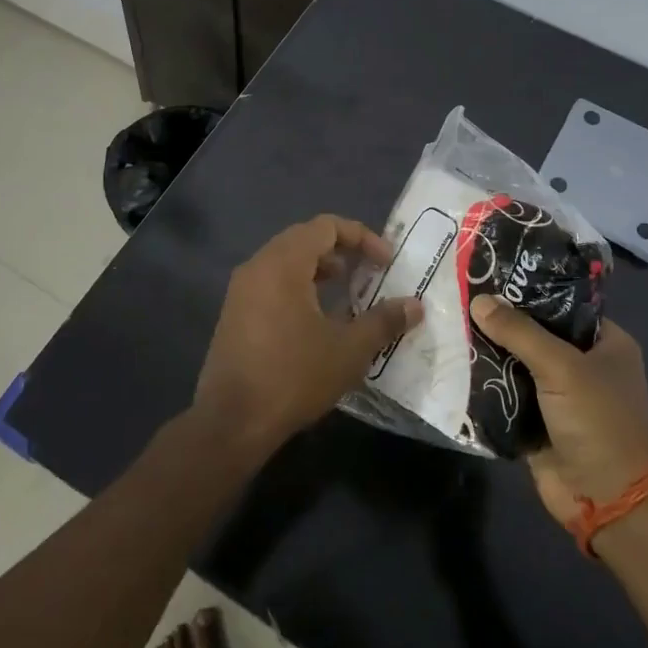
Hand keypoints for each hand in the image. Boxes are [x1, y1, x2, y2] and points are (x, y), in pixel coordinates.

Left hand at [194, 215, 422, 453]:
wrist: (231, 421)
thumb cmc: (293, 376)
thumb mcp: (348, 350)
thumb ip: (383, 321)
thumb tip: (415, 306)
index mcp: (283, 263)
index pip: (325, 226)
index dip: (361, 237)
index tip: (386, 262)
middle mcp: (258, 266)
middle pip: (304, 238)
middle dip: (341, 250)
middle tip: (369, 273)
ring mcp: (241, 290)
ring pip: (286, 261)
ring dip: (319, 269)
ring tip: (347, 294)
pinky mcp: (234, 313)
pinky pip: (271, 282)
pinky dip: (299, 286)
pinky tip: (317, 319)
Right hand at [468, 296, 647, 529]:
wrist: (608, 499)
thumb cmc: (598, 421)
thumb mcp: (562, 367)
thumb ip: (519, 332)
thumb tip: (479, 300)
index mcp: (605, 342)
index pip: (561, 304)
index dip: (528, 289)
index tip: (489, 273)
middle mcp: (582, 364)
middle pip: (534, 333)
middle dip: (500, 321)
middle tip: (458, 297)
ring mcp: (557, 395)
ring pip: (516, 363)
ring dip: (487, 352)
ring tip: (447, 323)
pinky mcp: (535, 421)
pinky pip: (504, 394)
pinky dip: (484, 384)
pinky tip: (451, 362)